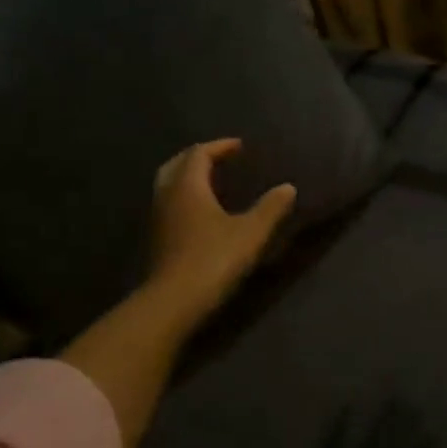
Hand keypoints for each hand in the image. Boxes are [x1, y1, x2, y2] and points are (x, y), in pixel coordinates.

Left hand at [147, 139, 296, 322]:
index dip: (220, 146)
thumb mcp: (251, 232)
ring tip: (212, 181)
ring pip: (169, 185)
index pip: (199, 154)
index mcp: (188, 187)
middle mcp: (168, 196)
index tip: (240, 146)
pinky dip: (185, 197)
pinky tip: (202, 211)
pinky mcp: (158, 239)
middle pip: (176, 165)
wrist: (175, 301)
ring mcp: (159, 218)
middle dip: (198, 157)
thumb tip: (288, 187)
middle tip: (219, 158)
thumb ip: (270, 207)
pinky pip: (170, 204)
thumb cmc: (214, 259)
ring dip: (188, 177)